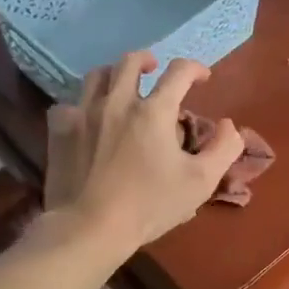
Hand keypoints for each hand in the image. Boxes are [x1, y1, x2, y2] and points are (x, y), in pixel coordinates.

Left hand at [44, 51, 243, 249]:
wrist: (90, 227)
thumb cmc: (150, 205)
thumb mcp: (201, 182)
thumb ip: (224, 149)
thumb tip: (229, 125)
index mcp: (154, 111)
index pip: (178, 71)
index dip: (195, 68)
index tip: (202, 78)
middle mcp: (118, 101)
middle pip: (130, 61)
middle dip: (148, 60)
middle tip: (155, 70)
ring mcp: (84, 113)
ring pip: (97, 75)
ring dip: (114, 75)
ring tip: (121, 87)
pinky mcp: (59, 130)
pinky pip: (68, 104)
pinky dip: (81, 105)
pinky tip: (87, 118)